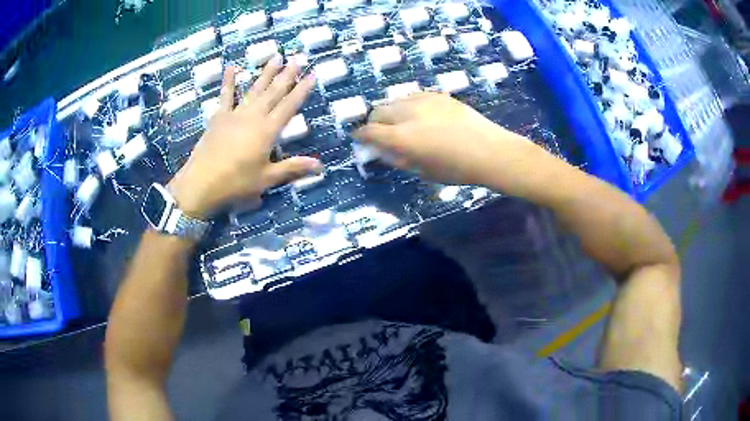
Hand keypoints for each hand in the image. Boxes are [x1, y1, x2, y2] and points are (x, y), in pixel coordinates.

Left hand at [168, 57, 321, 218]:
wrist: (201, 183)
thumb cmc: (236, 182)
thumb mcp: (266, 178)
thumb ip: (292, 168)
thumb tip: (320, 165)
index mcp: (267, 130)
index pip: (290, 105)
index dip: (302, 90)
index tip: (312, 74)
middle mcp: (253, 116)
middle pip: (274, 92)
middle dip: (287, 74)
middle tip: (297, 58)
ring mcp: (235, 114)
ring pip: (254, 89)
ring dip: (266, 73)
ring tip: (276, 56)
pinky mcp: (219, 117)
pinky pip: (226, 95)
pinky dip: (229, 81)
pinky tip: (232, 67)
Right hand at [353, 92, 539, 188]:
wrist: (490, 151)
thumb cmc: (457, 169)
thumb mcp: (423, 171)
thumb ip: (398, 159)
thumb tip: (382, 151)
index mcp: (402, 138)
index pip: (369, 132)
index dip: (360, 136)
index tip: (359, 139)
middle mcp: (407, 114)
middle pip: (378, 111)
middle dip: (373, 122)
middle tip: (380, 133)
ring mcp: (423, 100)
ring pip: (394, 100)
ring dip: (390, 112)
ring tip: (400, 123)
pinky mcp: (437, 94)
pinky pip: (412, 96)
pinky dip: (407, 105)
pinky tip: (419, 116)